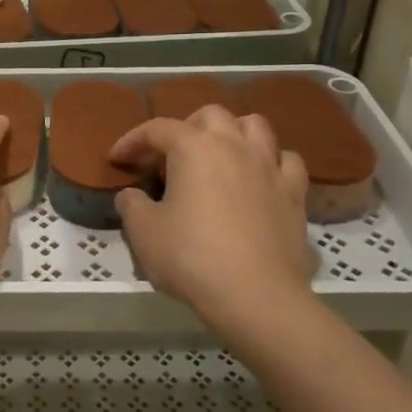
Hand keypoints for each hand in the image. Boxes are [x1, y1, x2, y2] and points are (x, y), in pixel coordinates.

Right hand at [109, 106, 315, 332]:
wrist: (256, 295)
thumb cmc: (191, 258)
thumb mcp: (143, 233)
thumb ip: (132, 206)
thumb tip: (131, 195)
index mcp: (193, 147)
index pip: (157, 129)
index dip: (132, 140)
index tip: (117, 159)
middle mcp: (234, 145)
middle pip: (210, 115)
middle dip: (186, 127)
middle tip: (170, 155)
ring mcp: (269, 166)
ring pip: (254, 126)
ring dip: (233, 133)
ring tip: (219, 155)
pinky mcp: (294, 193)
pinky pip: (286, 161)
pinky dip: (271, 162)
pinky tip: (260, 178)